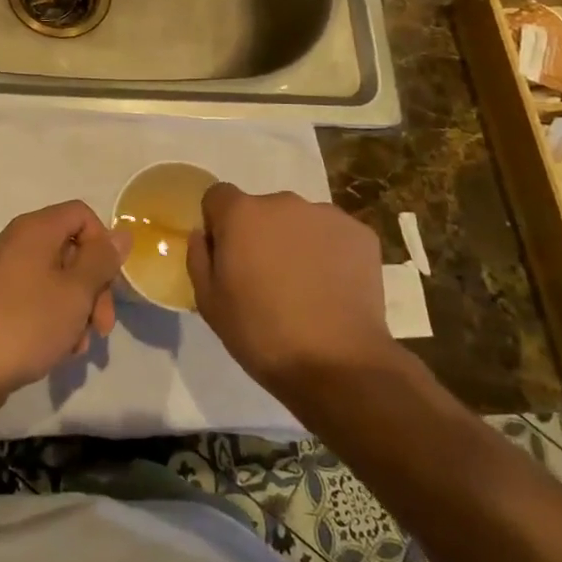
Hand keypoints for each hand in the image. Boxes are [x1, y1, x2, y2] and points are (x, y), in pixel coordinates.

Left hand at [0, 200, 130, 393]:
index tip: (109, 282)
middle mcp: (14, 242)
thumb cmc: (27, 324)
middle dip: (93, 287)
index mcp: (34, 229)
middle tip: (102, 327)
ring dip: (75, 309)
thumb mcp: (76, 292)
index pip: (81, 214)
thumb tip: (121, 233)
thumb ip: (102, 260)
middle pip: (70, 249)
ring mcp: (0, 272)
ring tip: (78, 347)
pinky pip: (33, 297)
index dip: (102, 244)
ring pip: (54, 279)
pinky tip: (57, 350)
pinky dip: (51, 317)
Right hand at [187, 184, 397, 392]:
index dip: (218, 224)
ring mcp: (327, 215)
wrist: (338, 364)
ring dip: (296, 243)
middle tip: (267, 279)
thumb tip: (203, 235)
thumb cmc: (261, 334)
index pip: (218, 196)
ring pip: (300, 222)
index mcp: (242, 214)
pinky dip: (330, 254)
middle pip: (262, 210)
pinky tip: (333, 289)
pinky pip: (334, 236)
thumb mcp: (209, 303)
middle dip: (260, 235)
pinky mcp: (361, 234)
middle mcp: (283, 202)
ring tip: (305, 288)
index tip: (226, 257)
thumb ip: (199, 258)